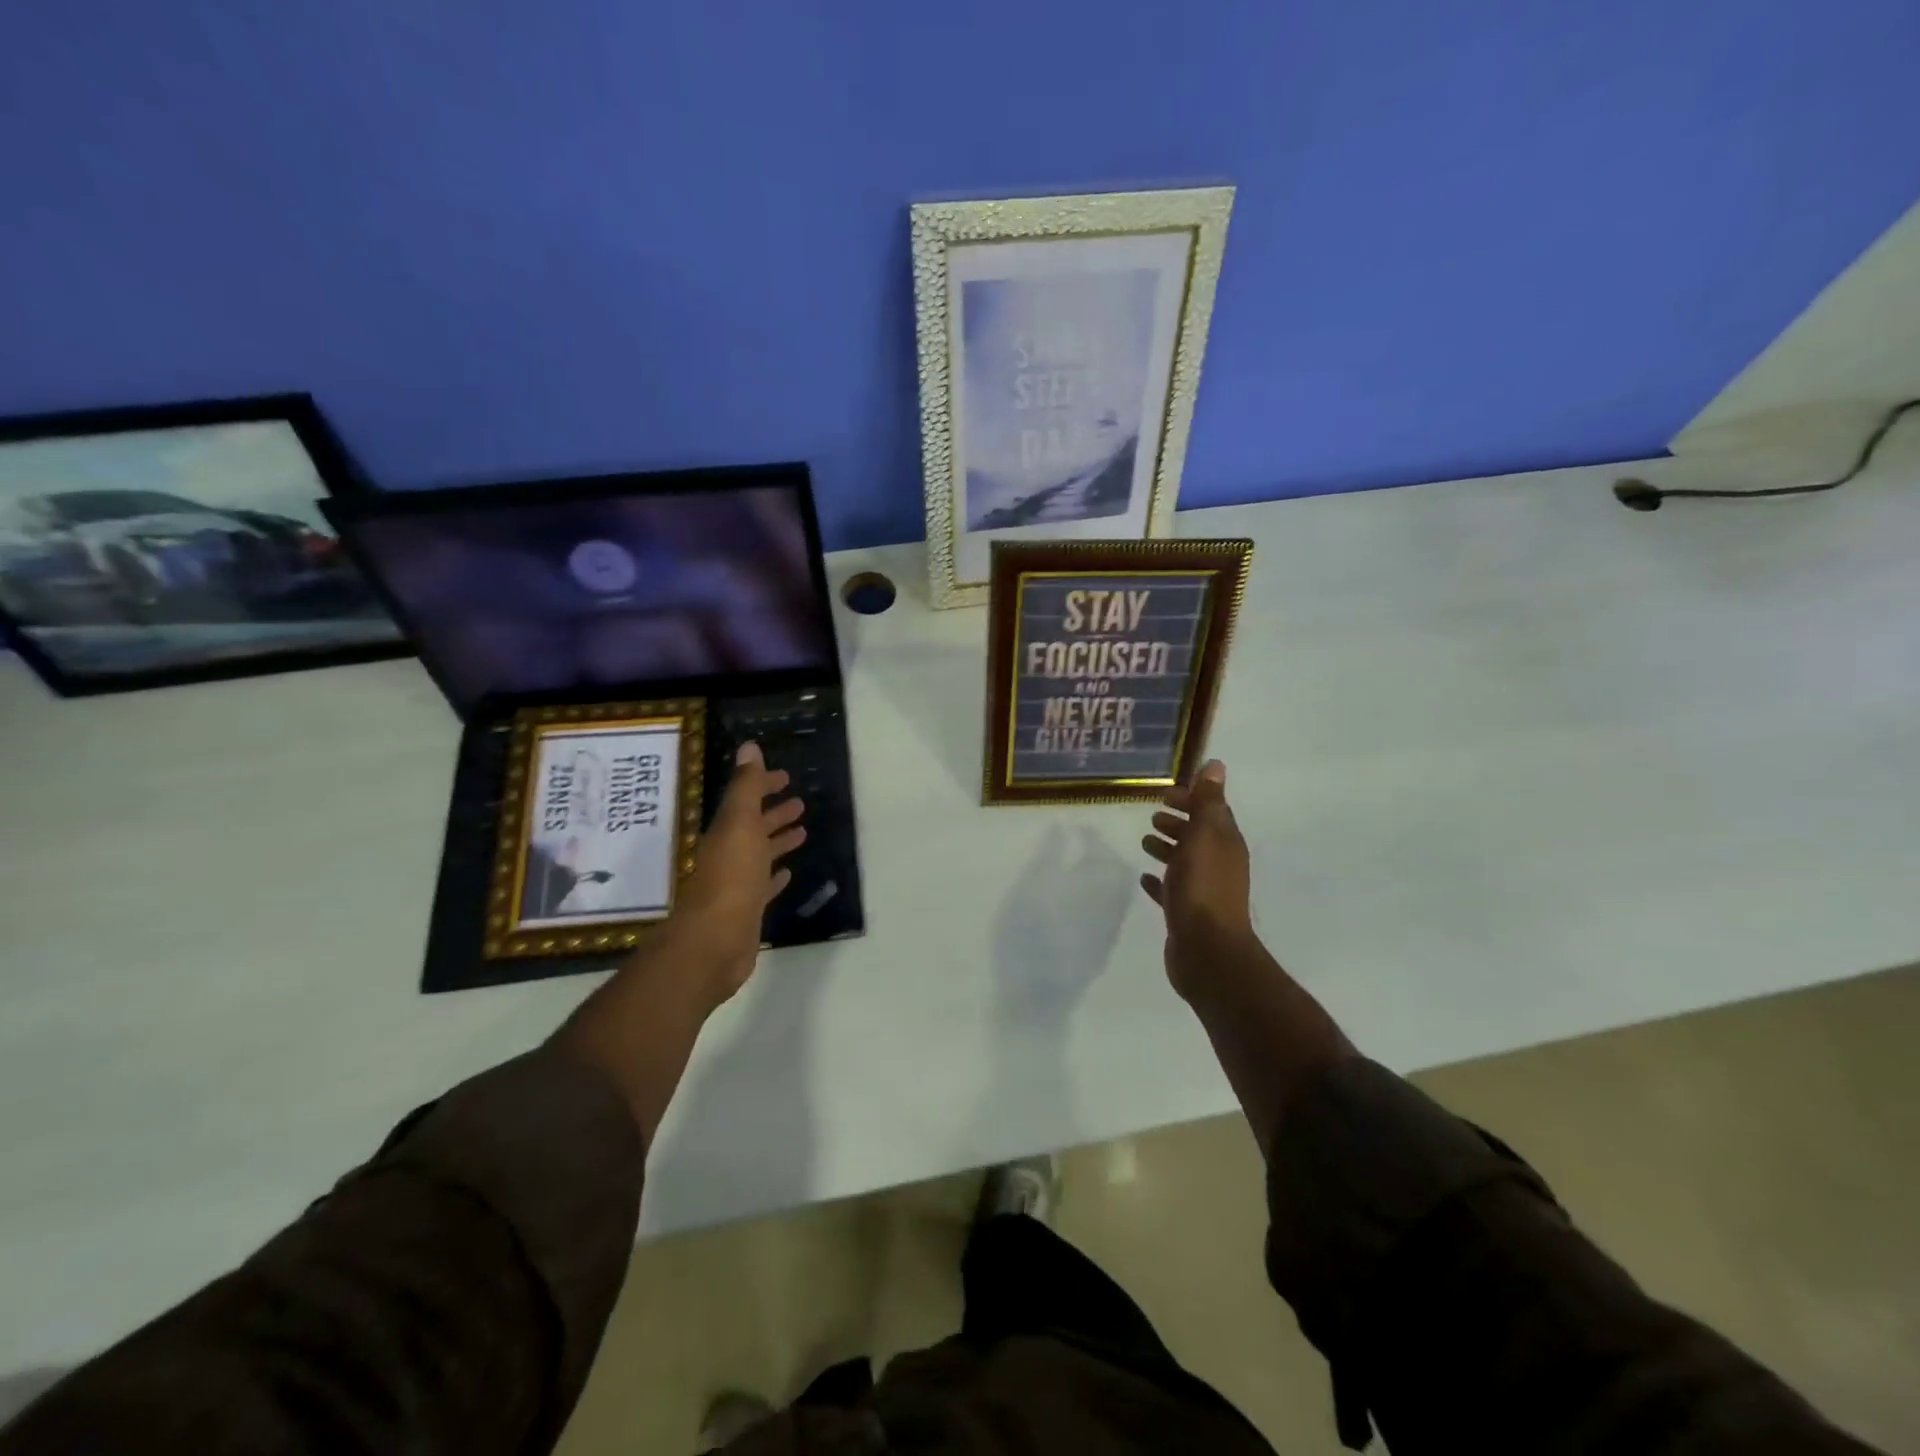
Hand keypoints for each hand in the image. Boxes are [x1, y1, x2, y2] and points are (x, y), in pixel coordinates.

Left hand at [667, 741, 805, 1009]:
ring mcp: (737, 884)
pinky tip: (787, 874)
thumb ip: (746, 786)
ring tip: (803, 831)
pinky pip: (763, 886)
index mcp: (726, 832)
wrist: (713, 941)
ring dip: (778, 841)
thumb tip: (749, 746)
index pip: (746, 800)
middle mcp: (729, 854)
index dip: (763, 786)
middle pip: (753, 827)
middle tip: (800, 802)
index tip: (786, 777)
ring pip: (760, 855)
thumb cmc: (730, 877)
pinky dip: (775, 877)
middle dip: (773, 813)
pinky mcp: (747, 910)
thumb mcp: (739, 824)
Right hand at [1140, 760, 1253, 1001]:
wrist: (1206, 950)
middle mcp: (1218, 865)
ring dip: (1168, 848)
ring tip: (1145, 841)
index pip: (1211, 812)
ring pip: (1185, 862)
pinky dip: (1160, 881)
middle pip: (1199, 836)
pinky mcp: (1186, 914)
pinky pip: (1172, 891)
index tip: (1165, 793)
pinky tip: (1143, 878)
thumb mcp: (1204, 836)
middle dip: (1179, 822)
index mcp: (1225, 844)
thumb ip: (1207, 802)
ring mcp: (1203, 891)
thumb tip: (1215, 765)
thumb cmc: (1203, 887)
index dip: (1192, 799)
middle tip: (1154, 814)